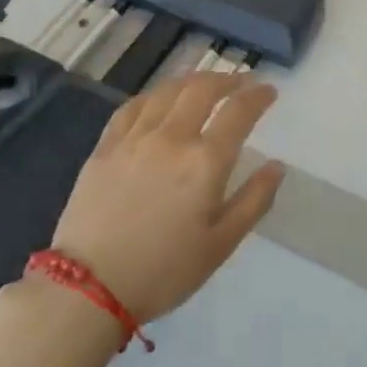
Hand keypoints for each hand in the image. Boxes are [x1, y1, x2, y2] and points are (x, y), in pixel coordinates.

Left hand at [45, 72, 285, 323]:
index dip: (257, 95)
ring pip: (166, 91)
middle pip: (202, 89)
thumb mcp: (221, 244)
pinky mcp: (105, 147)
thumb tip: (277, 166)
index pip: (238, 112)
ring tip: (204, 85)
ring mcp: (134, 139)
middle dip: (226, 79)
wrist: (89, 287)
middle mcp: (171, 138)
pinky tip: (158, 100)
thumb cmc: (165, 271)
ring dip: (191, 81)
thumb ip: (254, 200)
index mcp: (205, 162)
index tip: (268, 91)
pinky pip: (132, 107)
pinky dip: (153, 96)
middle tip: (239, 82)